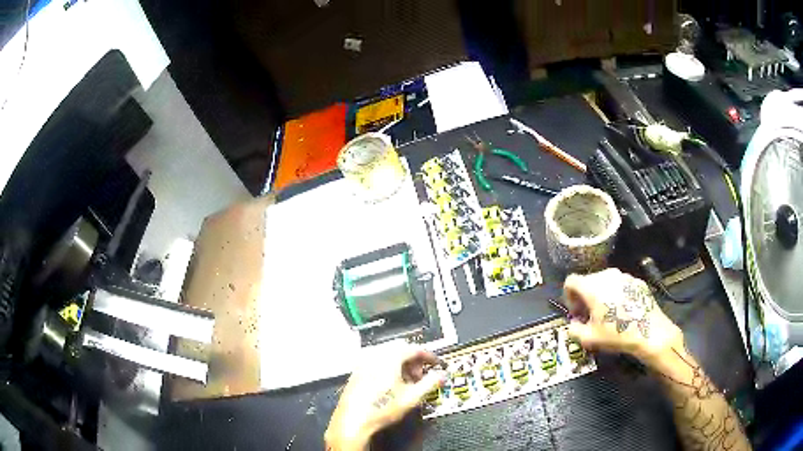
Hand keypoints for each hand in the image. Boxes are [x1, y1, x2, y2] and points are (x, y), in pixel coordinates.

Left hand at [325, 341, 446, 449]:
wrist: (353, 420)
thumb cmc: (383, 407)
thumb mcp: (412, 397)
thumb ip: (430, 383)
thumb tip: (442, 375)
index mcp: (389, 356)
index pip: (415, 348)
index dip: (429, 356)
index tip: (437, 365)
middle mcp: (375, 354)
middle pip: (401, 349)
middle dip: (414, 361)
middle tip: (422, 376)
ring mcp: (363, 362)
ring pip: (388, 355)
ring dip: (402, 365)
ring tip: (408, 383)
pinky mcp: (356, 371)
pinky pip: (377, 362)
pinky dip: (389, 368)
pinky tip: (392, 385)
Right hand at [564, 268, 683, 363]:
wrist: (650, 332)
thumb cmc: (617, 334)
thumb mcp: (589, 339)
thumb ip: (574, 330)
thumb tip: (573, 325)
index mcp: (592, 287)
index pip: (571, 281)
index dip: (568, 296)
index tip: (575, 312)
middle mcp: (607, 276)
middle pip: (588, 281)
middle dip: (585, 297)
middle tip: (589, 315)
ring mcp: (624, 277)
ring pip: (606, 282)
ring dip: (601, 295)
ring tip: (608, 314)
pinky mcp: (637, 282)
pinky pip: (621, 285)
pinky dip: (617, 295)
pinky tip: (623, 312)